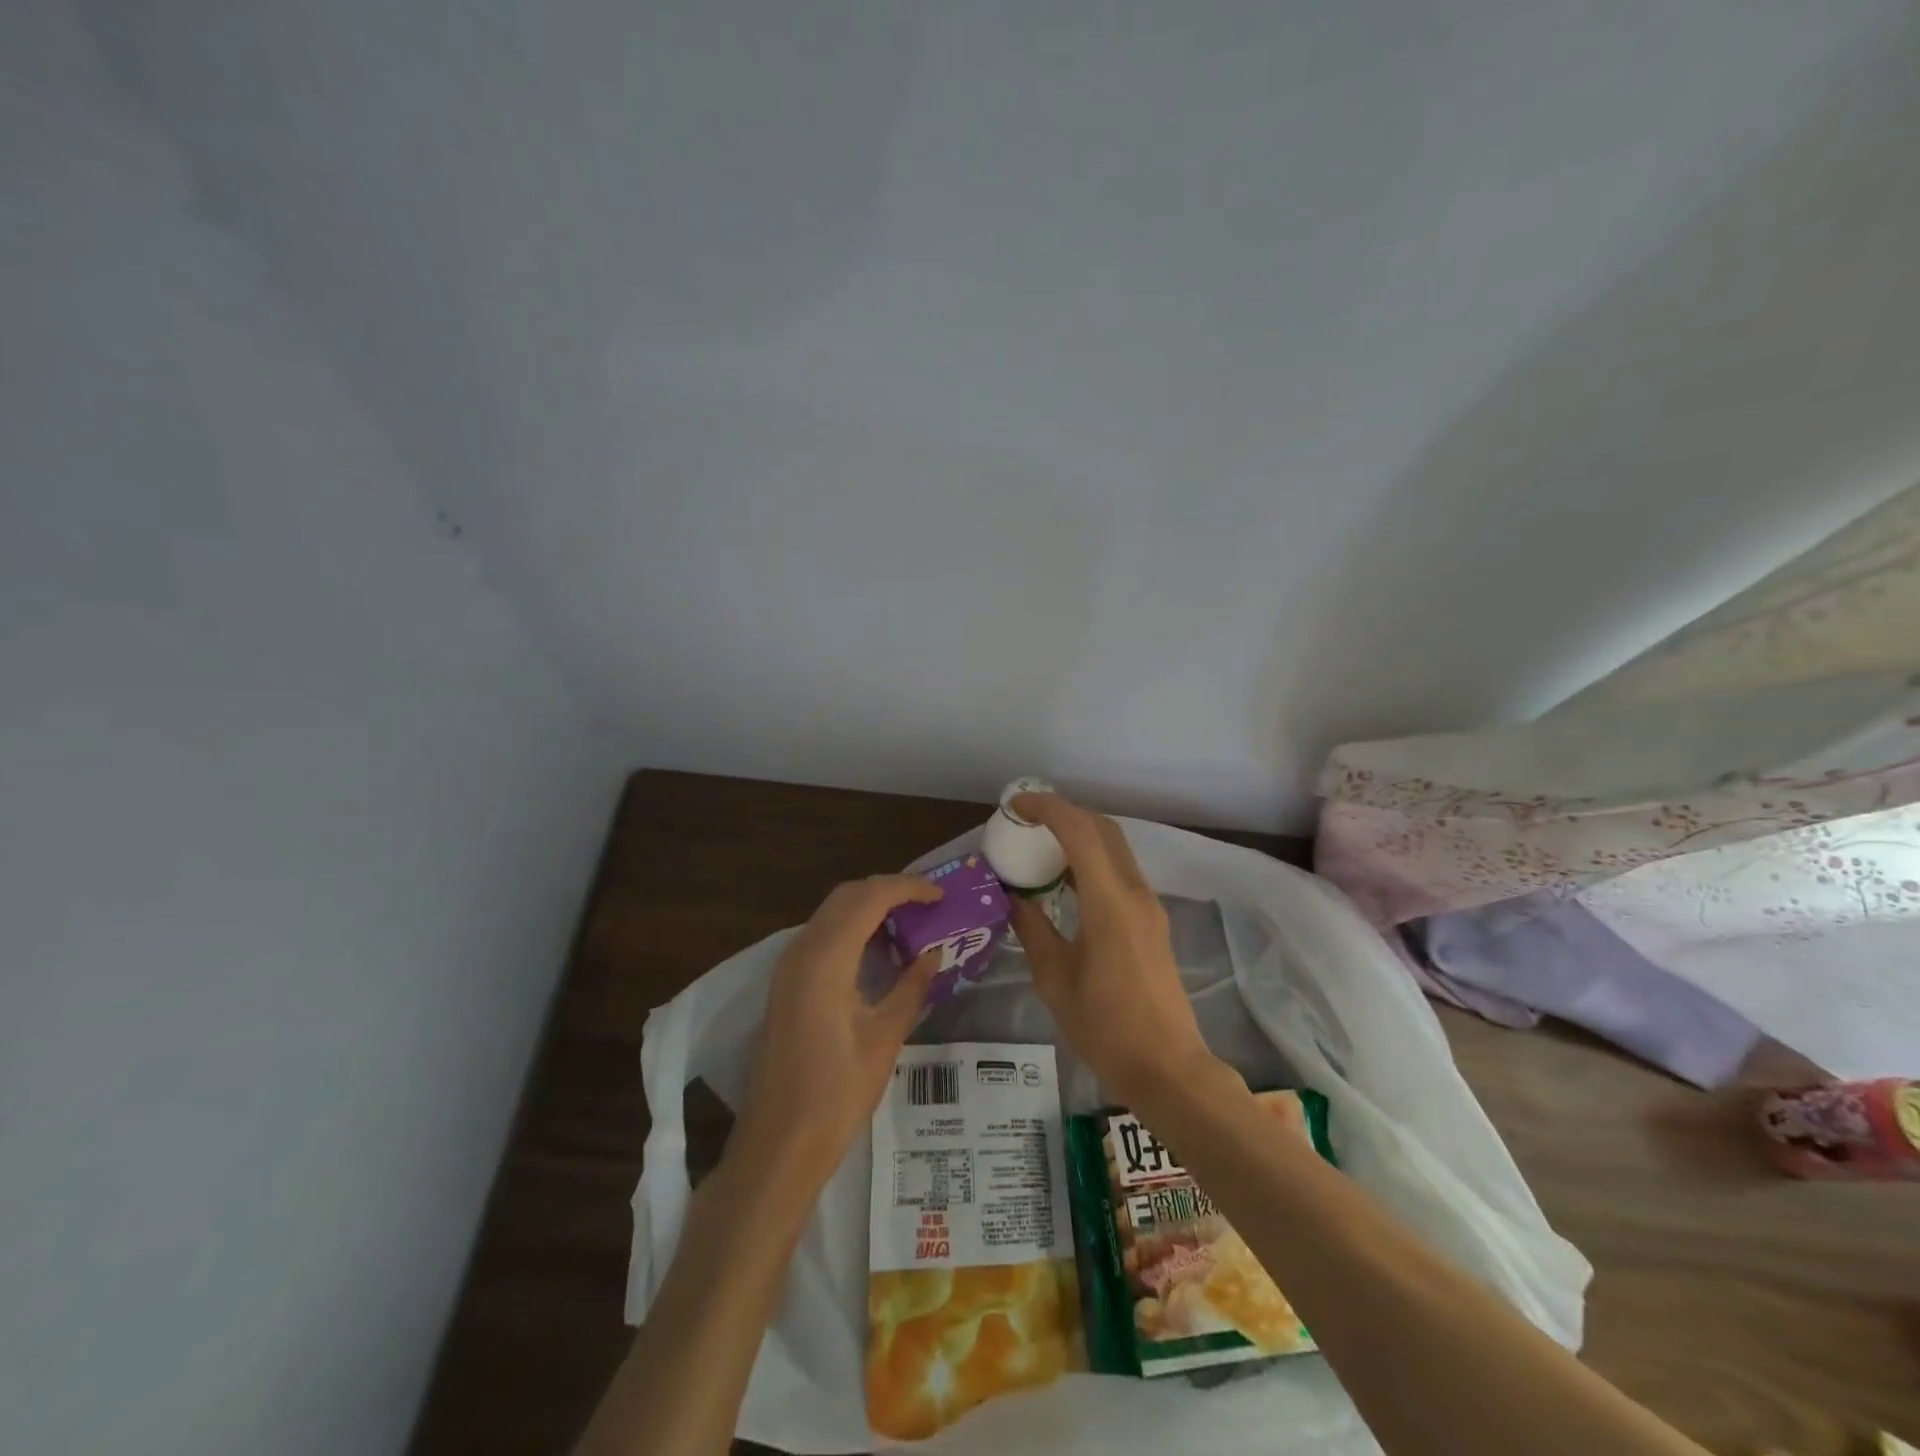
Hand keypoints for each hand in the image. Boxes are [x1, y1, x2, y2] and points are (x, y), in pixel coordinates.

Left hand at [731, 875, 942, 1187]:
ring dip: (869, 907)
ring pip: (831, 913)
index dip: (907, 888)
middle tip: (927, 903)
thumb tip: (935, 953)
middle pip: (846, 896)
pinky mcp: (785, 984)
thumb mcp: (884, 1039)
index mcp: (825, 958)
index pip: (869, 898)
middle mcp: (801, 950)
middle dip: (888, 890)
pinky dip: (852, 928)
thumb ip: (911, 988)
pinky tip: (878, 950)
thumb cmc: (835, 1094)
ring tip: (910, 921)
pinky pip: (822, 935)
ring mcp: (788, 967)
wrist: (778, 1145)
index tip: (940, 894)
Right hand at [1007, 794, 1216, 1103]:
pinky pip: (1119, 872)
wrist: (1167, 1067)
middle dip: (1064, 813)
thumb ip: (1031, 929)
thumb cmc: (1105, 1026)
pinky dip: (1091, 861)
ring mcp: (1148, 906)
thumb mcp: (1054, 978)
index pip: (1079, 831)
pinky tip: (1064, 882)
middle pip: (1103, 829)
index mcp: (1109, 902)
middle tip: (1026, 821)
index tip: (1015, 806)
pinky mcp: (1151, 921)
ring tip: (1040, 846)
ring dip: (1079, 836)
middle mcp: (1134, 893)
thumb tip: (1013, 898)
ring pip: (1114, 849)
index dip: (1047, 808)